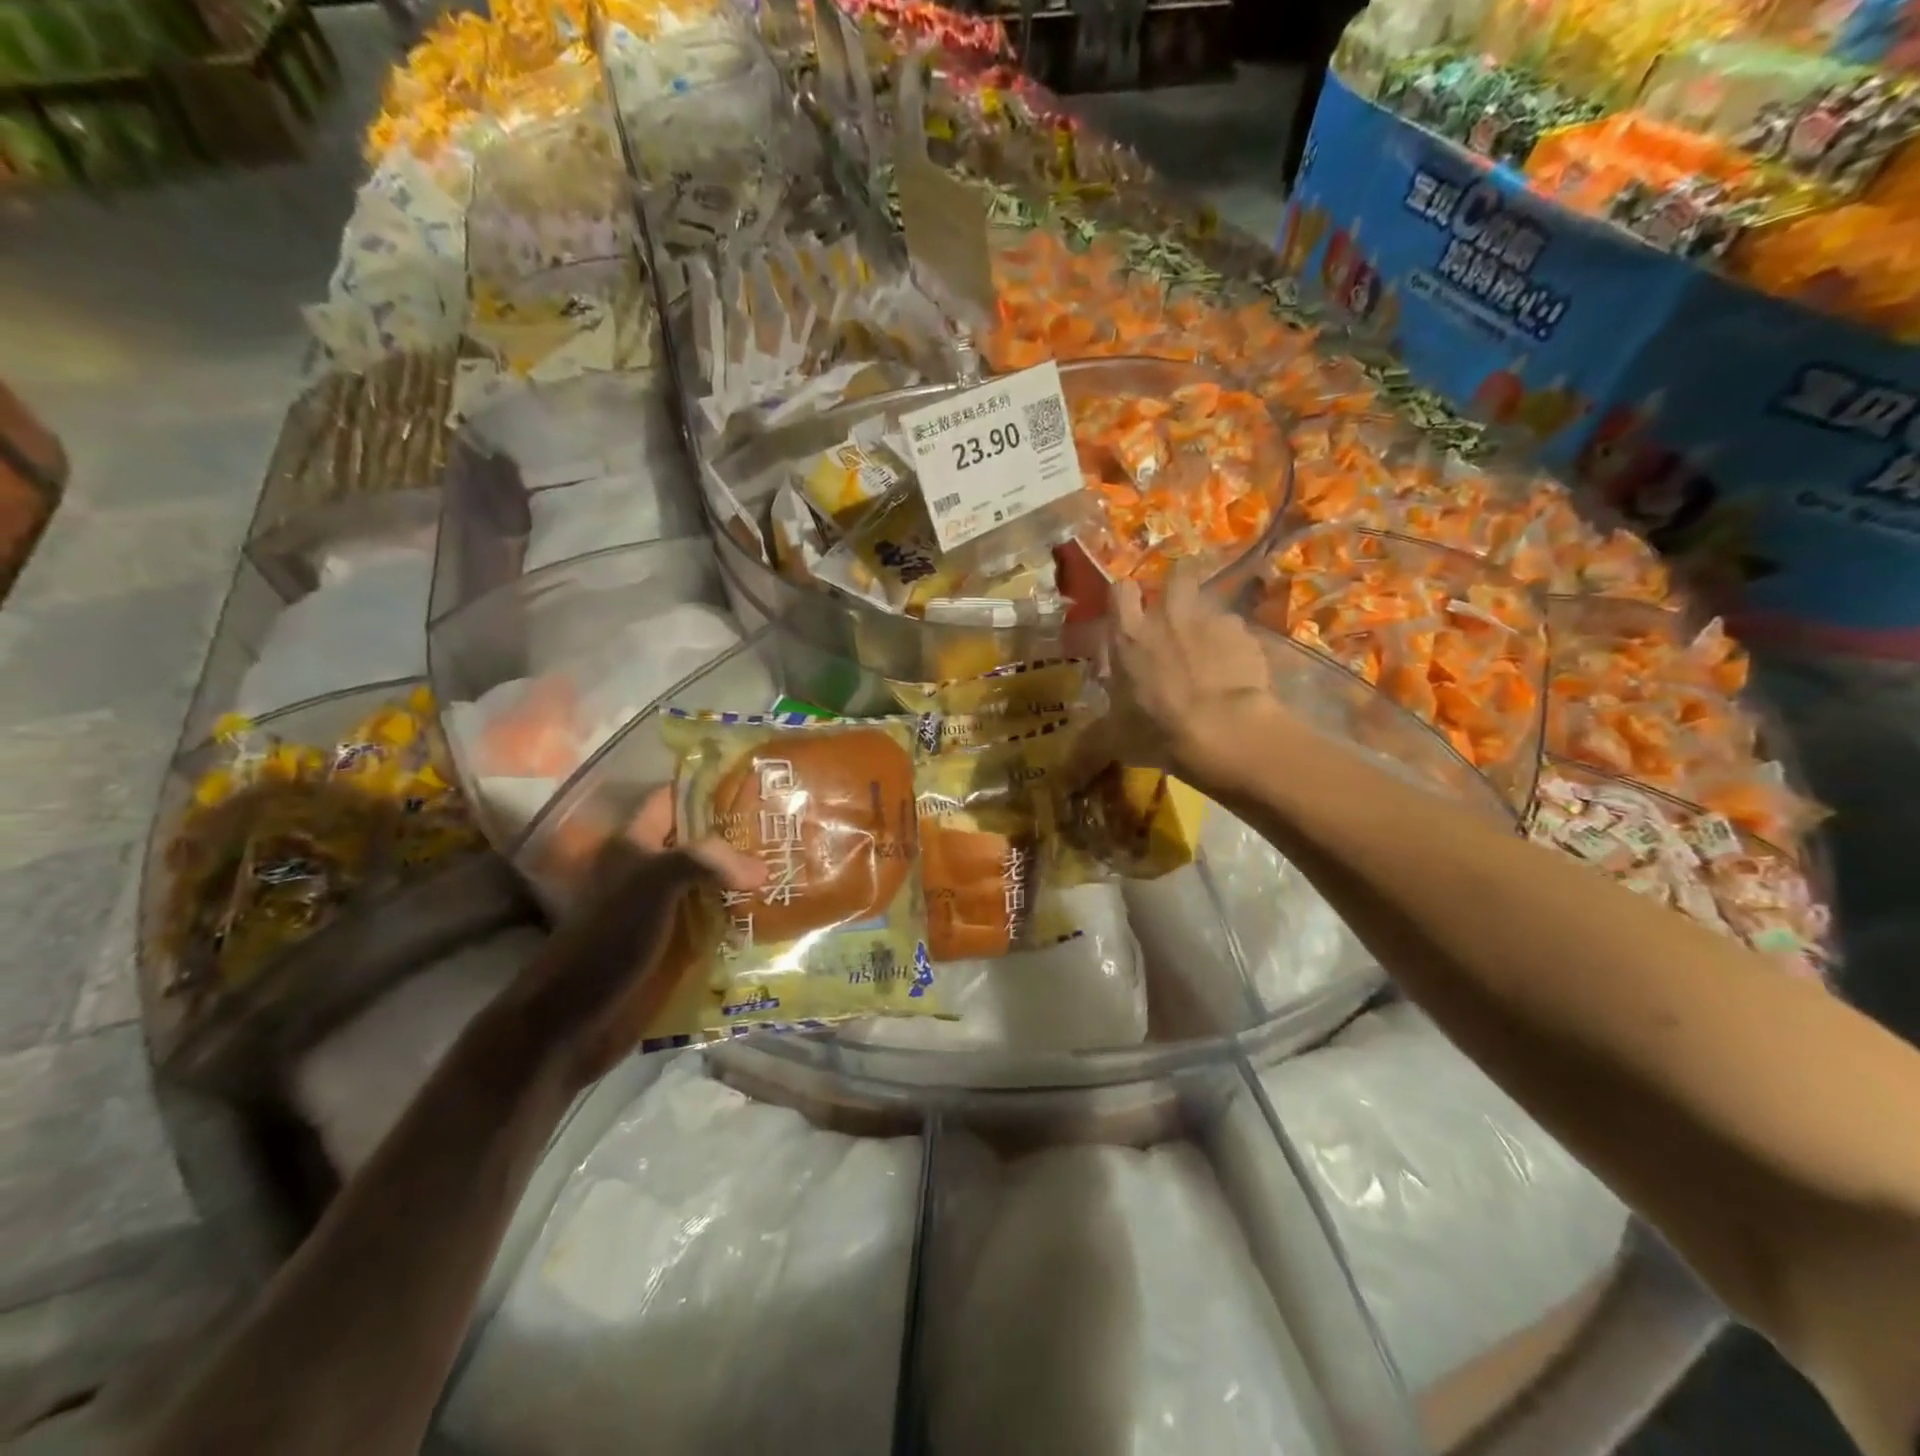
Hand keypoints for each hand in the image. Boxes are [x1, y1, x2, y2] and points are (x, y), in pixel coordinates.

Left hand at [496, 788, 764, 1090]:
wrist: (572, 1022)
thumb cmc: (606, 940)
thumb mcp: (652, 883)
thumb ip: (706, 861)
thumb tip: (761, 869)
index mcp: (636, 845)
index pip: (676, 799)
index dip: (712, 788)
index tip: (761, 784)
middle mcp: (652, 872)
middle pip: (703, 842)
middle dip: (743, 836)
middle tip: (793, 830)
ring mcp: (667, 911)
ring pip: (715, 883)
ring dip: (749, 880)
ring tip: (796, 868)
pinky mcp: (679, 948)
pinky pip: (720, 923)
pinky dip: (747, 919)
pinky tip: (781, 915)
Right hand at [1077, 563, 1279, 790]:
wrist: (1225, 730)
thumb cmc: (1158, 730)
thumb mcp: (1115, 739)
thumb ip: (1093, 739)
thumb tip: (1065, 769)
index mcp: (1129, 635)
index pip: (1121, 590)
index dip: (1125, 598)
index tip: (1128, 613)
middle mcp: (1169, 616)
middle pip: (1176, 577)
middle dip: (1176, 590)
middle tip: (1175, 619)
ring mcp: (1211, 620)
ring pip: (1209, 604)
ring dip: (1206, 622)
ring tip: (1208, 651)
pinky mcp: (1246, 635)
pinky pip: (1237, 632)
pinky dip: (1234, 646)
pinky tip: (1235, 672)